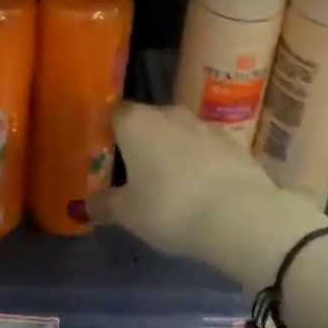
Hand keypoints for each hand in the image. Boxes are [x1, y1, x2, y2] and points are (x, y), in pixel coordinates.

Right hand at [89, 104, 286, 269]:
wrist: (241, 215)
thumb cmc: (170, 208)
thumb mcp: (128, 214)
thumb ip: (104, 205)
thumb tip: (86, 204)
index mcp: (135, 122)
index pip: (113, 114)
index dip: (107, 134)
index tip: (105, 158)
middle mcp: (167, 112)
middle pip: (146, 122)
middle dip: (141, 143)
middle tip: (135, 175)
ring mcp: (203, 124)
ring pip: (177, 133)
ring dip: (172, 152)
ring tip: (171, 185)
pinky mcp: (232, 141)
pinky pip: (205, 148)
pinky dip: (200, 163)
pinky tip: (202, 190)